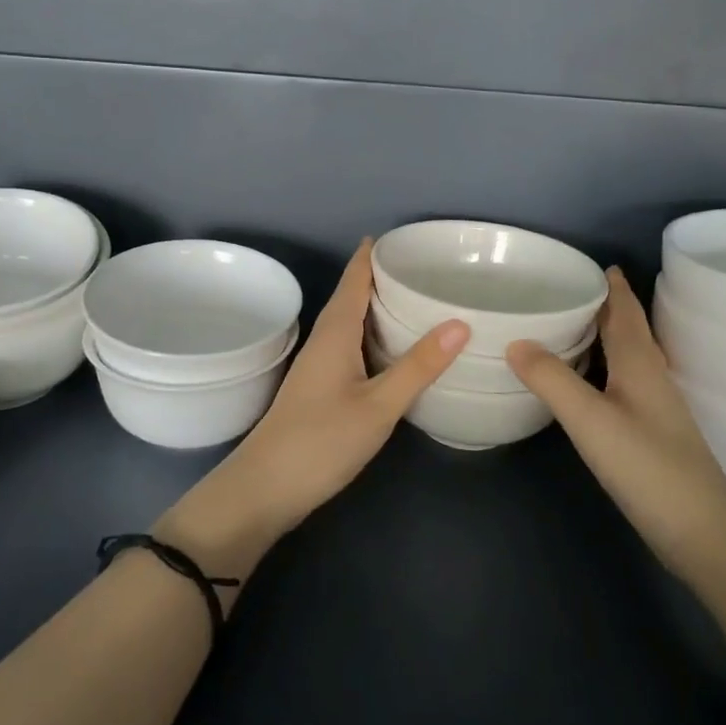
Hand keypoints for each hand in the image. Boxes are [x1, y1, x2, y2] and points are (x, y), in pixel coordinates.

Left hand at [156, 240, 468, 583]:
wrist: (265, 488)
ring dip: (377, 304)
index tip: (403, 236)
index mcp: (336, 331)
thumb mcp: (378, 405)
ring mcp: (319, 364)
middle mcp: (325, 339)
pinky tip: (391, 346)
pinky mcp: (320, 386)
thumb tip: (460, 322)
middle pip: (352, 294)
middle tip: (424, 264)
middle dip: (382, 275)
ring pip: (351, 320)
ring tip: (414, 296)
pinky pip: (350, 343)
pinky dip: (372, 333)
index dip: (373, 253)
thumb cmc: (321, 441)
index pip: (354, 278)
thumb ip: (418, 366)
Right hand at [507, 267, 725, 566]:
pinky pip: (624, 380)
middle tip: (571, 288)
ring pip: (628, 355)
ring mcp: (655, 406)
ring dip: (606, 334)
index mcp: (640, 362)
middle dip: (606, 305)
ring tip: (573, 324)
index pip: (625, 311)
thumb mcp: (591, 419)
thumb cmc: (648, 467)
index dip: (612, 286)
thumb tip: (515, 341)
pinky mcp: (652, 432)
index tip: (593, 263)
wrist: (702, 531)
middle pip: (629, 329)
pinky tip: (588, 380)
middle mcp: (651, 376)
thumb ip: (552, 379)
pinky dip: (605, 366)